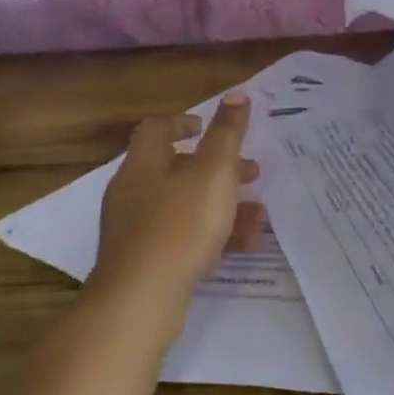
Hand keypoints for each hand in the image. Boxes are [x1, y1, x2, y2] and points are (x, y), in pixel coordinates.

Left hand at [91, 94, 261, 328]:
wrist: (141, 300)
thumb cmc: (180, 225)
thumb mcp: (214, 172)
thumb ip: (227, 133)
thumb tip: (237, 94)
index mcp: (144, 162)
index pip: (157, 128)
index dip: (185, 122)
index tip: (211, 129)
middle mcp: (134, 191)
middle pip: (177, 168)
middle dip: (218, 169)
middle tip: (252, 173)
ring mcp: (136, 229)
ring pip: (185, 205)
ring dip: (223, 204)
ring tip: (259, 214)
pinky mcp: (145, 261)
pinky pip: (183, 237)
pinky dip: (213, 235)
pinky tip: (246, 245)